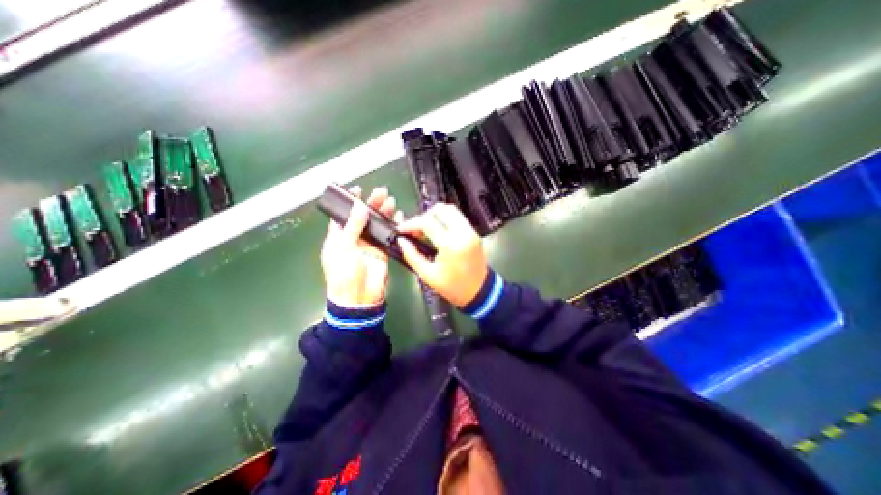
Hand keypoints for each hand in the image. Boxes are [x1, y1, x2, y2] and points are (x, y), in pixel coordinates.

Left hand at [321, 185, 400, 306]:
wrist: (359, 298)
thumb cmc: (344, 274)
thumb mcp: (343, 248)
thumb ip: (352, 226)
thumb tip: (360, 206)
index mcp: (338, 237)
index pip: (344, 215)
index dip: (350, 202)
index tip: (357, 189)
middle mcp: (354, 238)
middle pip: (363, 216)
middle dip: (371, 203)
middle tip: (381, 192)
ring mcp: (369, 244)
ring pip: (377, 224)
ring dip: (384, 212)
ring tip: (391, 201)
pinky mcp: (382, 250)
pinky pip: (388, 235)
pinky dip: (393, 226)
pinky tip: (398, 217)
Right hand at [399, 203, 488, 306]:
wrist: (479, 292)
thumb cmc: (453, 287)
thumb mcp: (428, 275)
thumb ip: (412, 255)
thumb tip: (401, 240)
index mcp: (451, 245)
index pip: (428, 222)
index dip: (411, 223)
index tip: (402, 229)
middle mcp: (463, 233)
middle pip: (441, 209)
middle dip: (424, 216)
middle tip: (415, 229)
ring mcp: (471, 231)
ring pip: (451, 210)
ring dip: (435, 215)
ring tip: (425, 230)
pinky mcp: (474, 233)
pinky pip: (458, 218)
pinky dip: (445, 219)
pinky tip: (437, 232)